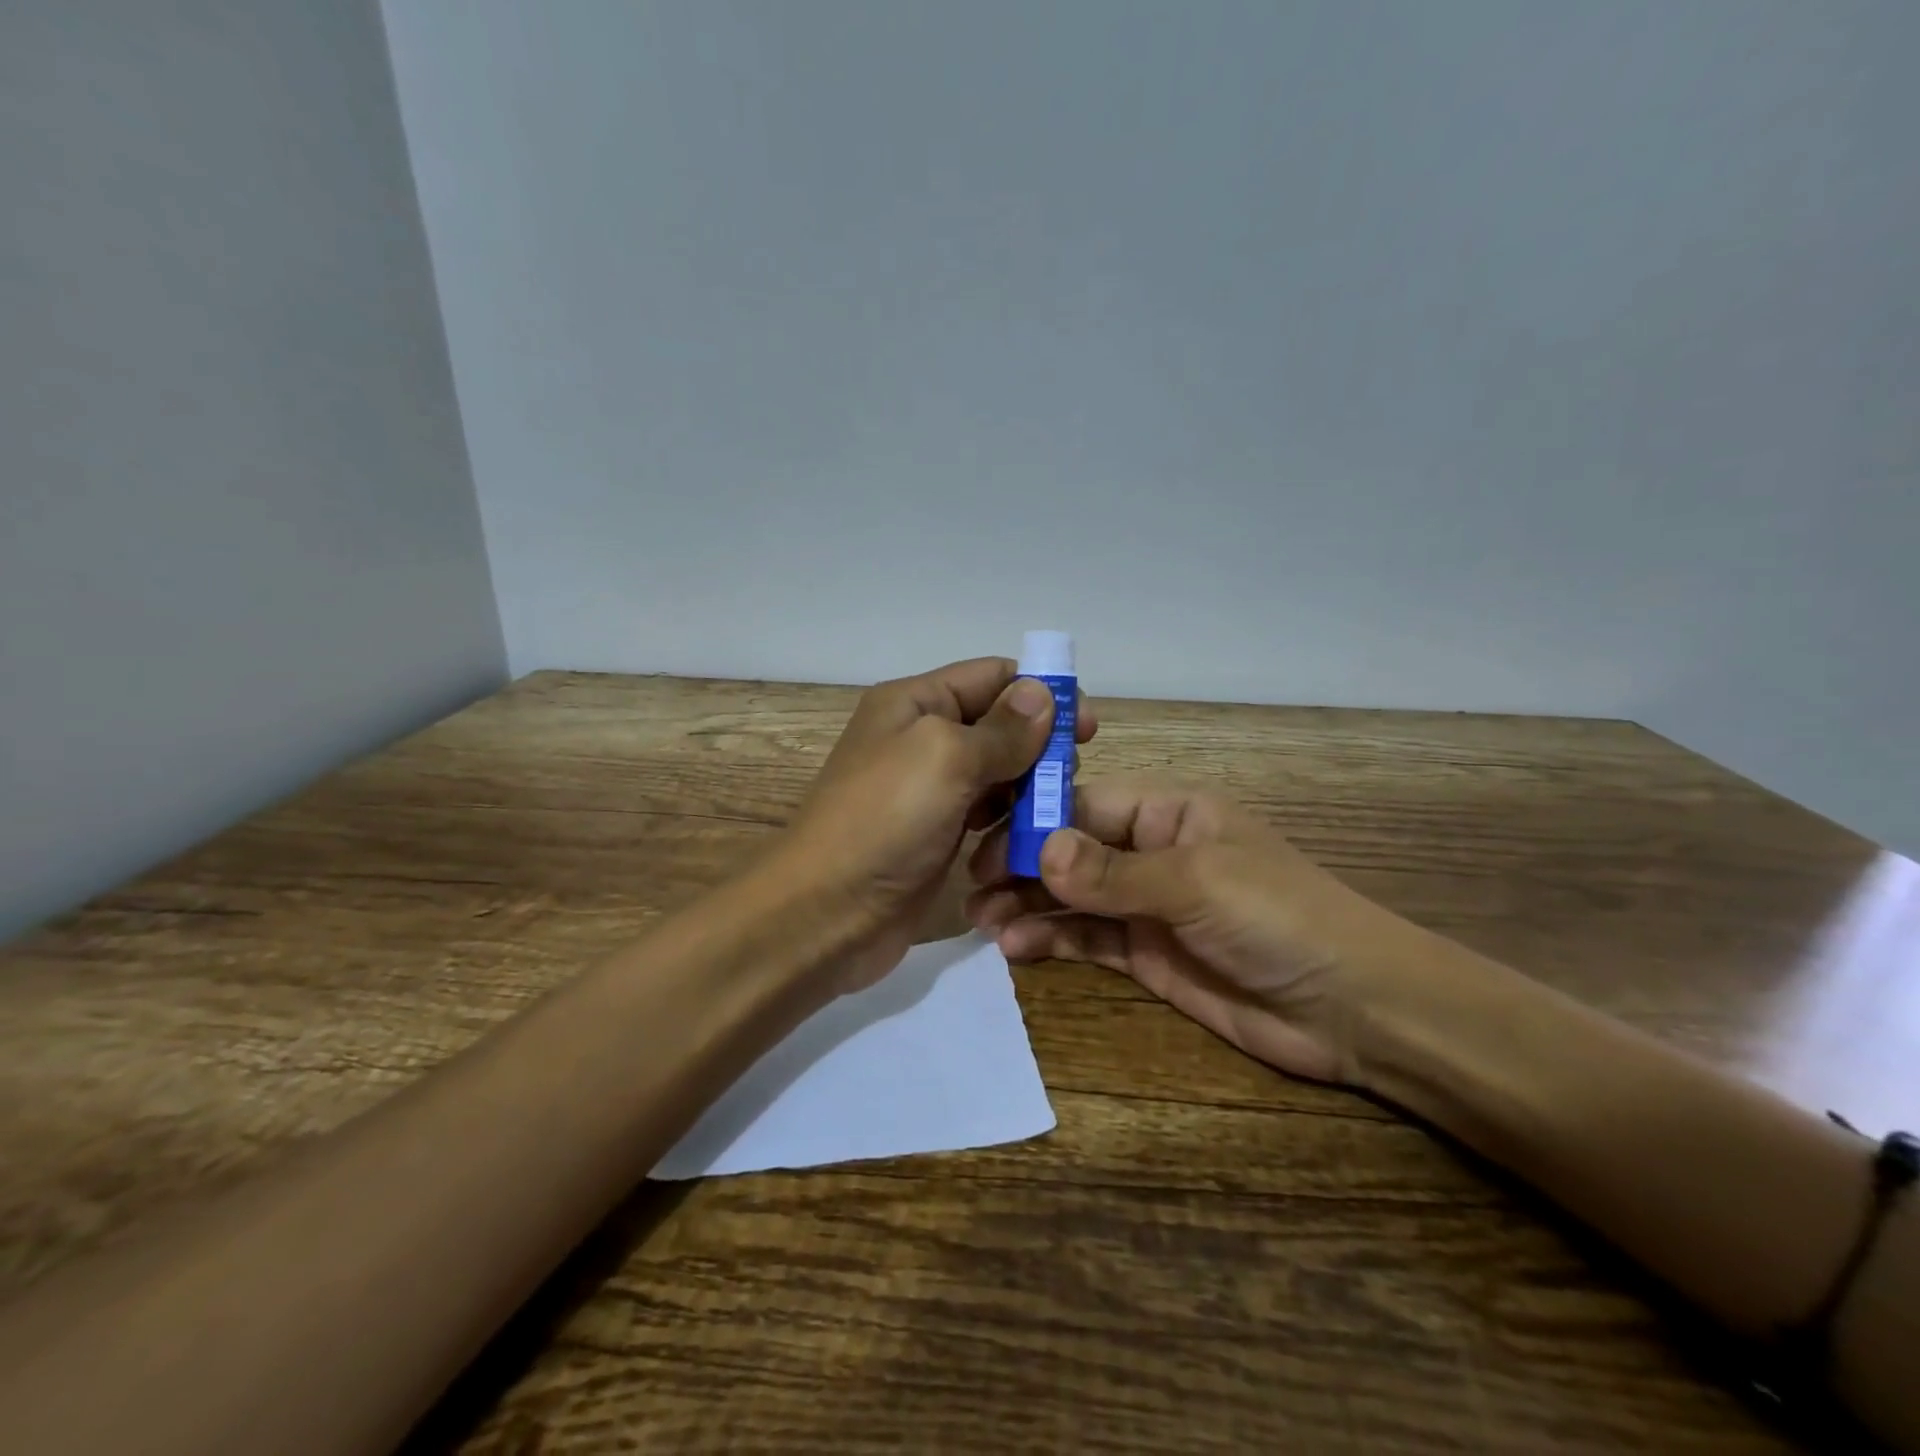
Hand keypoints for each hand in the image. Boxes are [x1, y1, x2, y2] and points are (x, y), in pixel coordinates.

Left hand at [778, 657, 1096, 991]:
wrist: (825, 914)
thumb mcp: (945, 759)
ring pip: (998, 773)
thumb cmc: (883, 822)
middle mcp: (922, 738)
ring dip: (1027, 791)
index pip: (993, 676)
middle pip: (1000, 725)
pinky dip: (1008, 823)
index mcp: (916, 702)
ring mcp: (929, 790)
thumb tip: (1041, 692)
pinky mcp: (936, 834)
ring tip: (1048, 816)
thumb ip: (1001, 728)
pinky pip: (986, 815)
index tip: (1085, 728)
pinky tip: (1022, 842)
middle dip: (1039, 748)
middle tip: (1066, 780)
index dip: (1041, 694)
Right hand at [965, 779, 1413, 1084]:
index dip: (1034, 821)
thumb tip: (1040, 851)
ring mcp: (1145, 904)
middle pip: (1070, 849)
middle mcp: (1150, 850)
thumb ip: (1114, 872)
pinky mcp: (1145, 952)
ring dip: (1027, 904)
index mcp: (1167, 812)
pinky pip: (1086, 937)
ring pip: (1071, 895)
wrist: (1352, 1008)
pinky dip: (1051, 938)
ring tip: (983, 923)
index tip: (984, 843)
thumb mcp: (1196, 883)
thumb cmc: (1279, 918)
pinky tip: (1018, 947)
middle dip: (1021, 865)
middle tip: (970, 888)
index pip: (1085, 803)